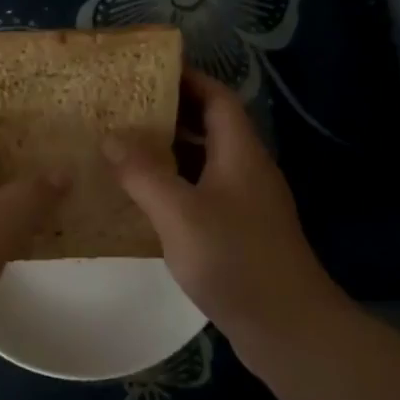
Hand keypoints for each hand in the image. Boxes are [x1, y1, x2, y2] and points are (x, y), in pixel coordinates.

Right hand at [103, 70, 335, 344]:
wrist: (289, 328)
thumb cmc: (235, 259)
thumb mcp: (180, 212)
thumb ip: (143, 173)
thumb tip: (110, 137)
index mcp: (240, 152)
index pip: (217, 97)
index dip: (187, 78)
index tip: (148, 71)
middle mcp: (247, 169)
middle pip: (210, 126)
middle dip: (170, 113)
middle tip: (124, 108)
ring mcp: (246, 203)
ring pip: (205, 162)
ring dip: (170, 151)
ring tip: (124, 146)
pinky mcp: (240, 232)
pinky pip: (203, 193)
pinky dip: (174, 186)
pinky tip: (143, 199)